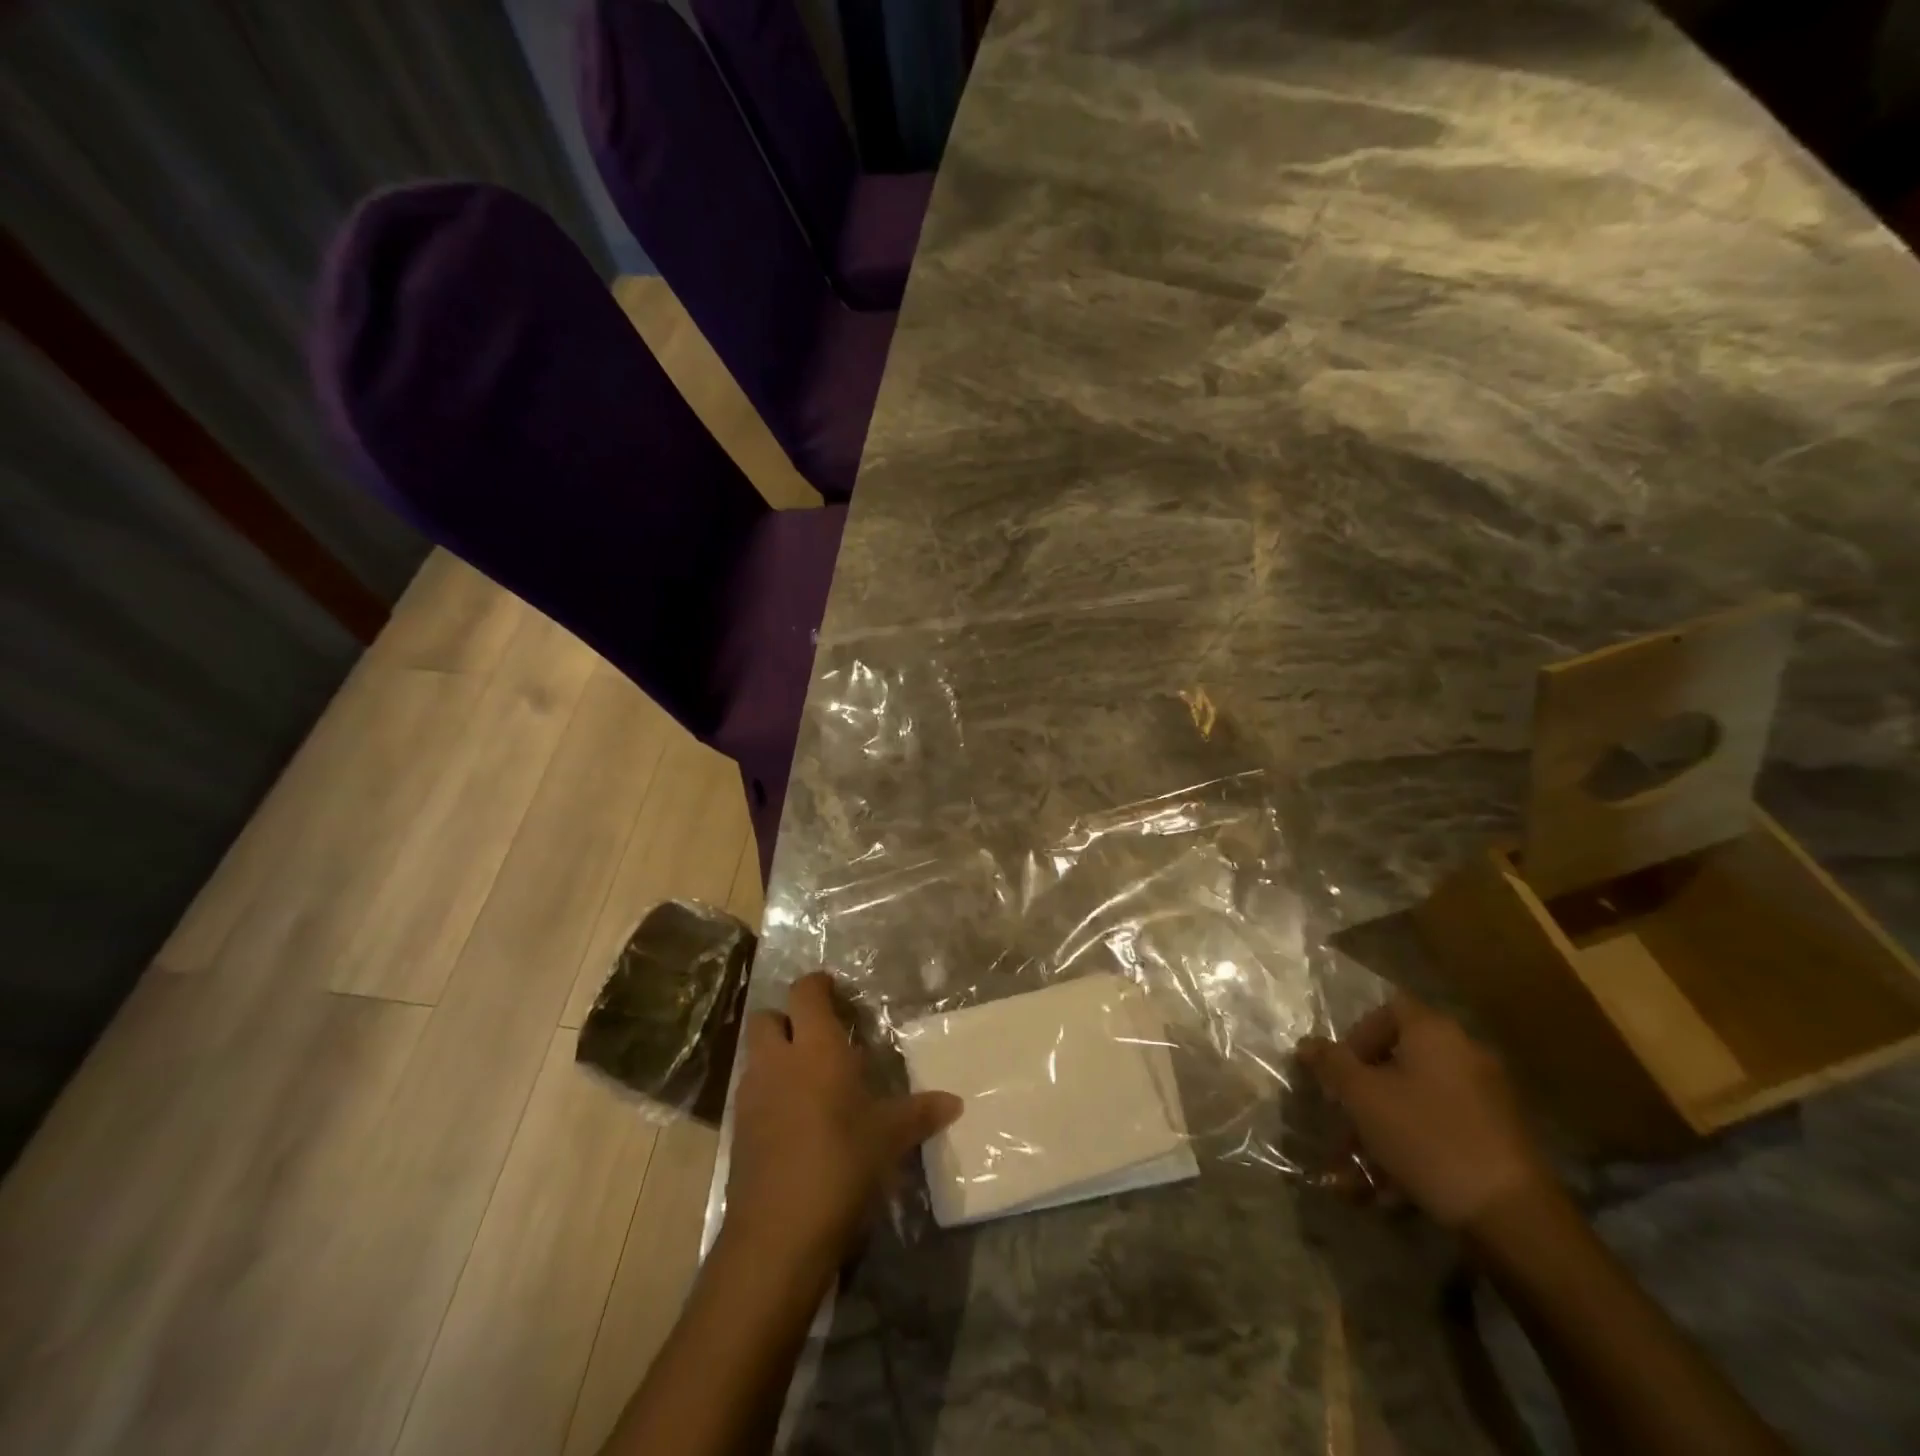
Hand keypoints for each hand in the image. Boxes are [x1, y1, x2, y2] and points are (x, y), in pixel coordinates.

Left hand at [723, 972, 961, 1271]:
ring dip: (778, 1058)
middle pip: (768, 1018)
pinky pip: (752, 1094)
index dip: (818, 985)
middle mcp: (777, 1061)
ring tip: (812, 1082)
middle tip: (820, 1038)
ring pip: (757, 1056)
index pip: (805, 992)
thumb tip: (955, 1103)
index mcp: (815, 1048)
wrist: (779, 1233)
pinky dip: (770, 1094)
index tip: (837, 992)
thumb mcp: (890, 1137)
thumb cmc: (842, 1163)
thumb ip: (920, 1113)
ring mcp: (751, 1096)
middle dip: (788, 1020)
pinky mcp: (738, 1131)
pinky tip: (797, 1121)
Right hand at [1299, 994, 1553, 1229]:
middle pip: (1399, 1061)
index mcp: (1435, 1033)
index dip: (1356, 1035)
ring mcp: (1486, 1099)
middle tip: (1342, 1125)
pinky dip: (1411, 1152)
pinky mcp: (1497, 1140)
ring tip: (1357, 1174)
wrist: (1514, 1218)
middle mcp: (1465, 1055)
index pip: (1387, 1009)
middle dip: (1363, 1095)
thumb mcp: (1362, 1097)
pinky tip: (1389, 1193)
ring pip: (1415, 1103)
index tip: (1339, 1071)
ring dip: (1380, 1132)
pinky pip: (1440, 1132)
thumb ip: (1330, 1064)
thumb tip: (1307, 1044)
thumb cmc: (1427, 1137)